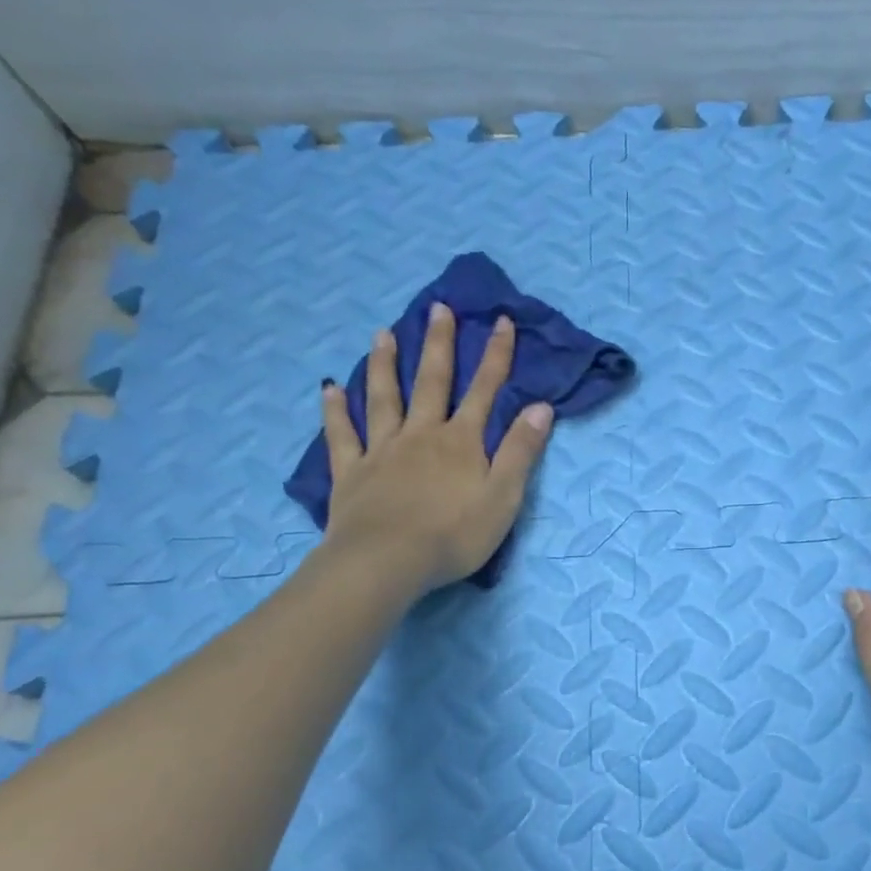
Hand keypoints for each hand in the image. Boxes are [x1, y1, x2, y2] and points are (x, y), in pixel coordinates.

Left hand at [319, 303, 552, 598]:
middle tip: (438, 308)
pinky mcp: (351, 472)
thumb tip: (541, 407)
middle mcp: (421, 435)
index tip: (501, 321)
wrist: (387, 562)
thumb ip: (521, 451)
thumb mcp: (504, 496)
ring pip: (383, 398)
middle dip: (438, 344)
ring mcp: (382, 451)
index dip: (496, 356)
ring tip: (383, 334)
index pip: (485, 391)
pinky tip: (329, 389)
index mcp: (461, 442)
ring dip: (385, 365)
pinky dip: (335, 410)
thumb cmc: (455, 534)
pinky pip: (342, 435)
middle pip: (432, 382)